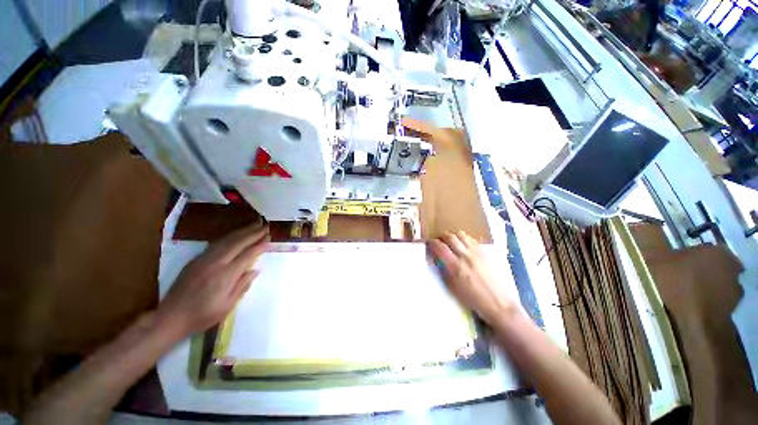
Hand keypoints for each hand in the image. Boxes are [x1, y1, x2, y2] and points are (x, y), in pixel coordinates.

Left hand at [155, 223, 269, 339]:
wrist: (170, 318)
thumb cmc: (203, 315)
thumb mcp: (227, 306)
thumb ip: (242, 286)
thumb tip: (255, 270)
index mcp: (226, 276)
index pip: (248, 255)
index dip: (260, 245)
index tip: (269, 238)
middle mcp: (215, 263)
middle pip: (238, 243)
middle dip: (253, 233)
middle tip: (265, 226)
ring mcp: (204, 260)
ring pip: (226, 240)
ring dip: (241, 231)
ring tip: (254, 225)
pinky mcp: (195, 260)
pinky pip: (215, 243)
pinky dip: (228, 237)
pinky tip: (234, 235)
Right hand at [427, 231, 516, 324]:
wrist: (497, 303)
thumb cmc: (471, 298)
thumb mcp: (452, 286)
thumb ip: (443, 270)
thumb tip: (437, 258)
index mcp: (455, 266)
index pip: (440, 247)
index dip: (432, 243)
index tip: (429, 243)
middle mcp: (465, 256)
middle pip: (449, 237)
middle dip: (440, 236)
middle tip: (438, 241)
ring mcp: (475, 253)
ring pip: (460, 235)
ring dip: (452, 235)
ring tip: (449, 241)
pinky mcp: (483, 253)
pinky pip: (471, 239)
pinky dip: (463, 238)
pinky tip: (461, 244)